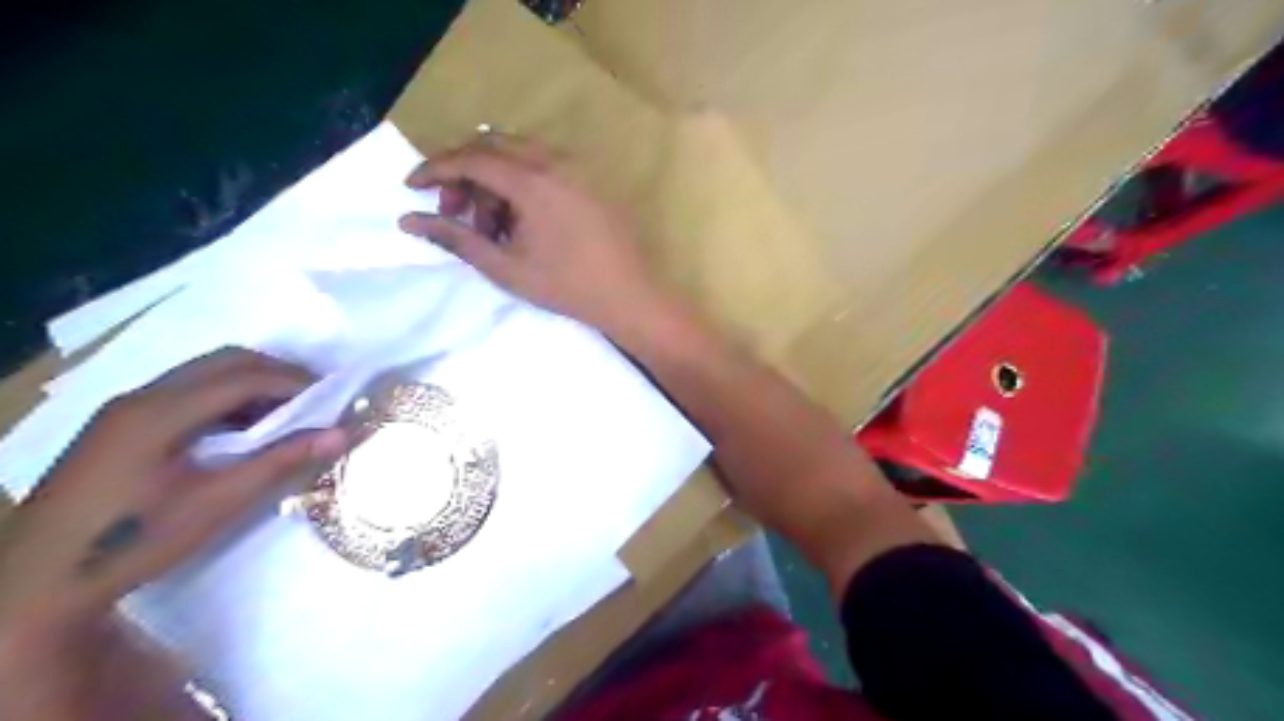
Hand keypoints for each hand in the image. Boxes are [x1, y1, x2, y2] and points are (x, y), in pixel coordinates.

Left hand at [1, 346, 347, 645]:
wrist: (37, 583)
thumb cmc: (134, 540)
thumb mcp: (218, 502)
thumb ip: (282, 461)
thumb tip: (343, 434)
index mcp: (160, 411)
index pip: (244, 376)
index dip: (296, 382)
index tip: (335, 399)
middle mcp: (141, 397)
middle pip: (224, 362)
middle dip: (278, 373)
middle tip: (317, 400)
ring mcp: (126, 410)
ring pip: (205, 374)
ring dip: (253, 384)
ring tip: (289, 414)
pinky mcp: (122, 426)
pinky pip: (188, 393)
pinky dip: (228, 399)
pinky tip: (244, 430)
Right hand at [399, 137, 661, 332]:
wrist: (631, 295)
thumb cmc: (567, 287)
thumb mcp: (506, 268)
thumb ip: (456, 239)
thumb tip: (407, 220)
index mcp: (533, 181)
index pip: (471, 158)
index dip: (435, 168)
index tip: (411, 187)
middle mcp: (555, 162)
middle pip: (493, 146)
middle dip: (464, 174)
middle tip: (455, 213)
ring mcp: (578, 168)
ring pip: (519, 155)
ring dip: (494, 180)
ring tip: (493, 228)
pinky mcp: (591, 179)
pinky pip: (544, 165)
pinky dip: (521, 183)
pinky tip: (522, 222)